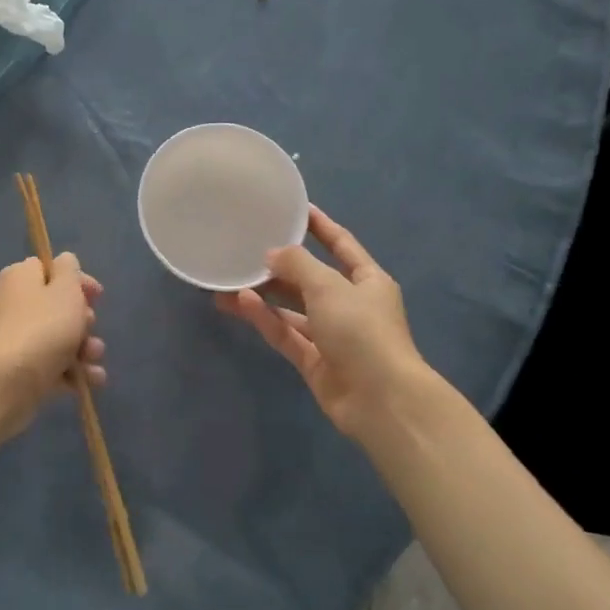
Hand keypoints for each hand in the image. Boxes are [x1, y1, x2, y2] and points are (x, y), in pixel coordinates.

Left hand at [0, 253, 105, 432]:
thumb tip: (64, 261)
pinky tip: (91, 380)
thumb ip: (69, 270)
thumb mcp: (66, 288)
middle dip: (82, 320)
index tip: (97, 296)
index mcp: (20, 278)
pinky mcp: (18, 370)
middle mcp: (12, 304)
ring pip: (57, 338)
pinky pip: (51, 365)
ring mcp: (14, 339)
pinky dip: (72, 372)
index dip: (77, 281)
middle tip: (89, 326)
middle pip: (55, 306)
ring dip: (84, 348)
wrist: (10, 380)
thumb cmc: (44, 326)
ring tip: (93, 358)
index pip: (50, 269)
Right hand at [217, 205, 434, 442]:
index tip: (296, 209)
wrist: (380, 400)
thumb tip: (271, 255)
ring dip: (264, 295)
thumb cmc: (362, 331)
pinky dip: (265, 319)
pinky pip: (286, 333)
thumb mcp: (329, 286)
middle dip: (280, 266)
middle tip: (246, 250)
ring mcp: (332, 335)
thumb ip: (297, 264)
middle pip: (311, 278)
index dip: (320, 227)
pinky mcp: (314, 361)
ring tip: (229, 280)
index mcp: (368, 281)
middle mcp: (350, 305)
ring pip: (292, 309)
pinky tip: (240, 303)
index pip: (341, 244)